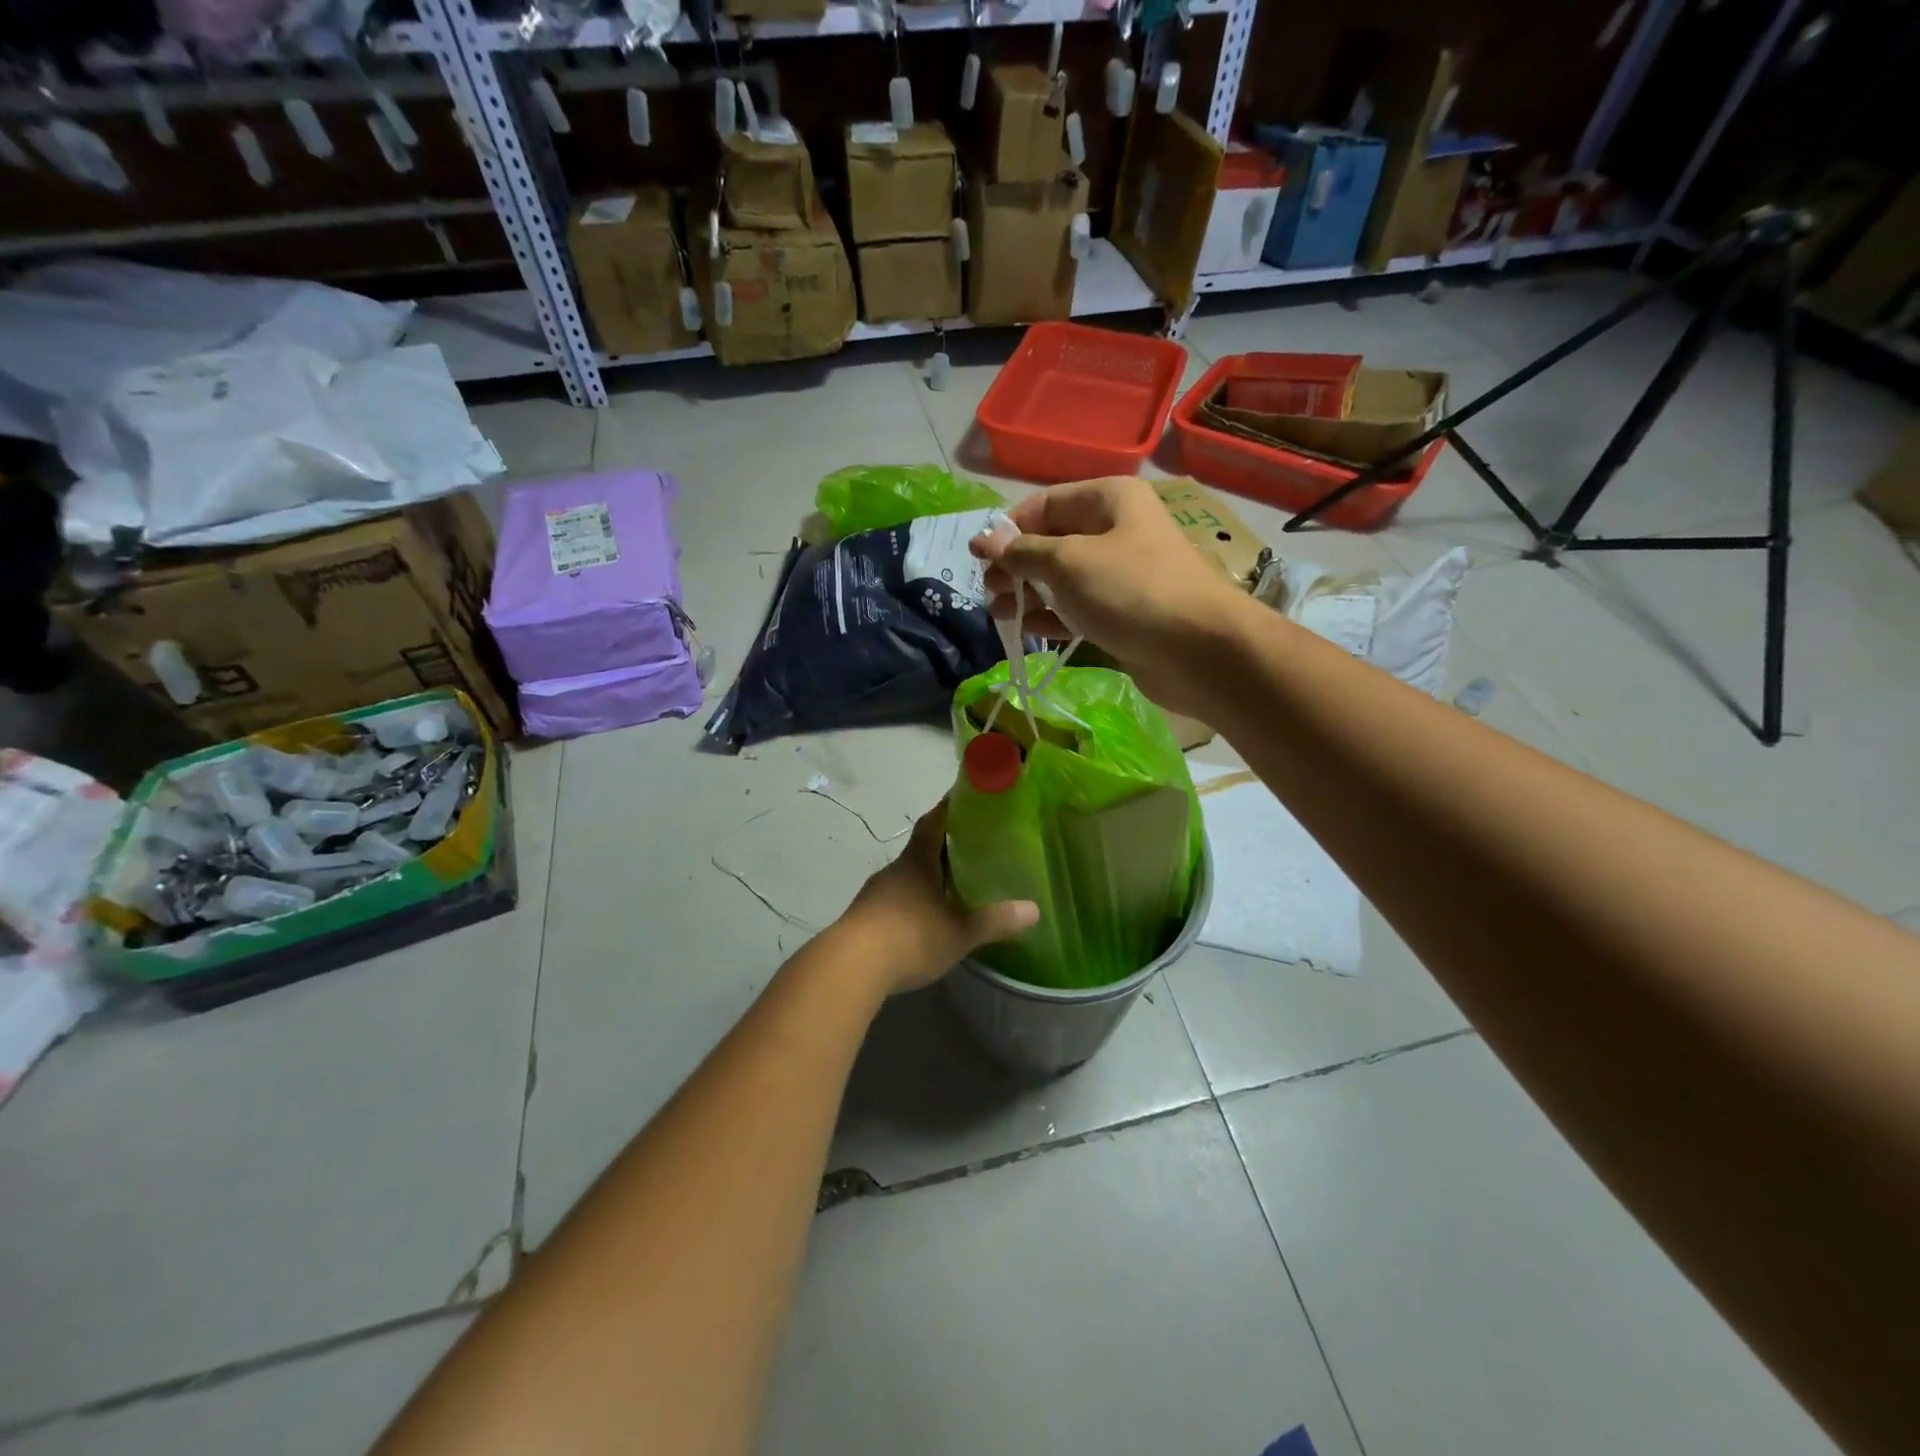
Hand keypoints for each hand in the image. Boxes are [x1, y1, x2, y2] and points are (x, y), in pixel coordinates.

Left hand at [836, 800, 1038, 994]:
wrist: (850, 966)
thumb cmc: (909, 937)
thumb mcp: (958, 932)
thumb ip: (994, 921)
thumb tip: (1033, 910)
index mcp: (917, 862)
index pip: (933, 822)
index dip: (949, 808)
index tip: (966, 798)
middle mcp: (895, 870)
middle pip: (920, 848)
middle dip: (943, 846)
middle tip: (971, 847)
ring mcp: (875, 893)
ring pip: (906, 876)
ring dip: (926, 876)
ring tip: (951, 885)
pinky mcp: (864, 917)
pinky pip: (894, 899)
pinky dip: (912, 901)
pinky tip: (924, 917)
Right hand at [970, 477, 1252, 715]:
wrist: (1197, 650)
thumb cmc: (1130, 590)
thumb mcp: (1067, 562)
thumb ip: (1022, 552)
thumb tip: (985, 541)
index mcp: (1109, 499)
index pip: (1045, 504)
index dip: (1008, 529)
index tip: (978, 557)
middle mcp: (1116, 529)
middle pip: (1053, 540)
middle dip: (1017, 564)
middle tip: (989, 590)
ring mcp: (1121, 574)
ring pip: (1063, 577)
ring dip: (1029, 593)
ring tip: (999, 613)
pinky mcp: (1124, 613)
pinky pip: (1078, 607)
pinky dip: (1052, 615)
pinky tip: (1027, 629)